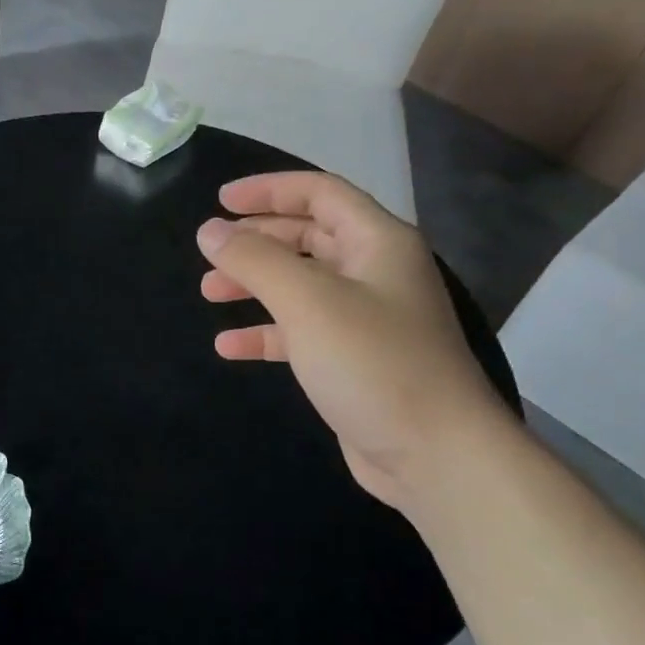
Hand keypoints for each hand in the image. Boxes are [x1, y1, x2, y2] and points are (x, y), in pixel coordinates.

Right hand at [197, 172, 510, 512]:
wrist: (434, 454)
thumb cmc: (373, 363)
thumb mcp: (307, 302)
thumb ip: (255, 260)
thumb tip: (210, 231)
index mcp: (377, 243)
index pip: (320, 194)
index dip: (268, 190)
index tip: (219, 201)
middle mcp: (375, 273)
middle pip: (308, 238)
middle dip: (256, 241)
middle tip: (210, 251)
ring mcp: (366, 319)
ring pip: (300, 286)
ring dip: (254, 285)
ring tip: (209, 293)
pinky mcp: (352, 360)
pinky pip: (300, 332)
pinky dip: (265, 333)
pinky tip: (229, 346)